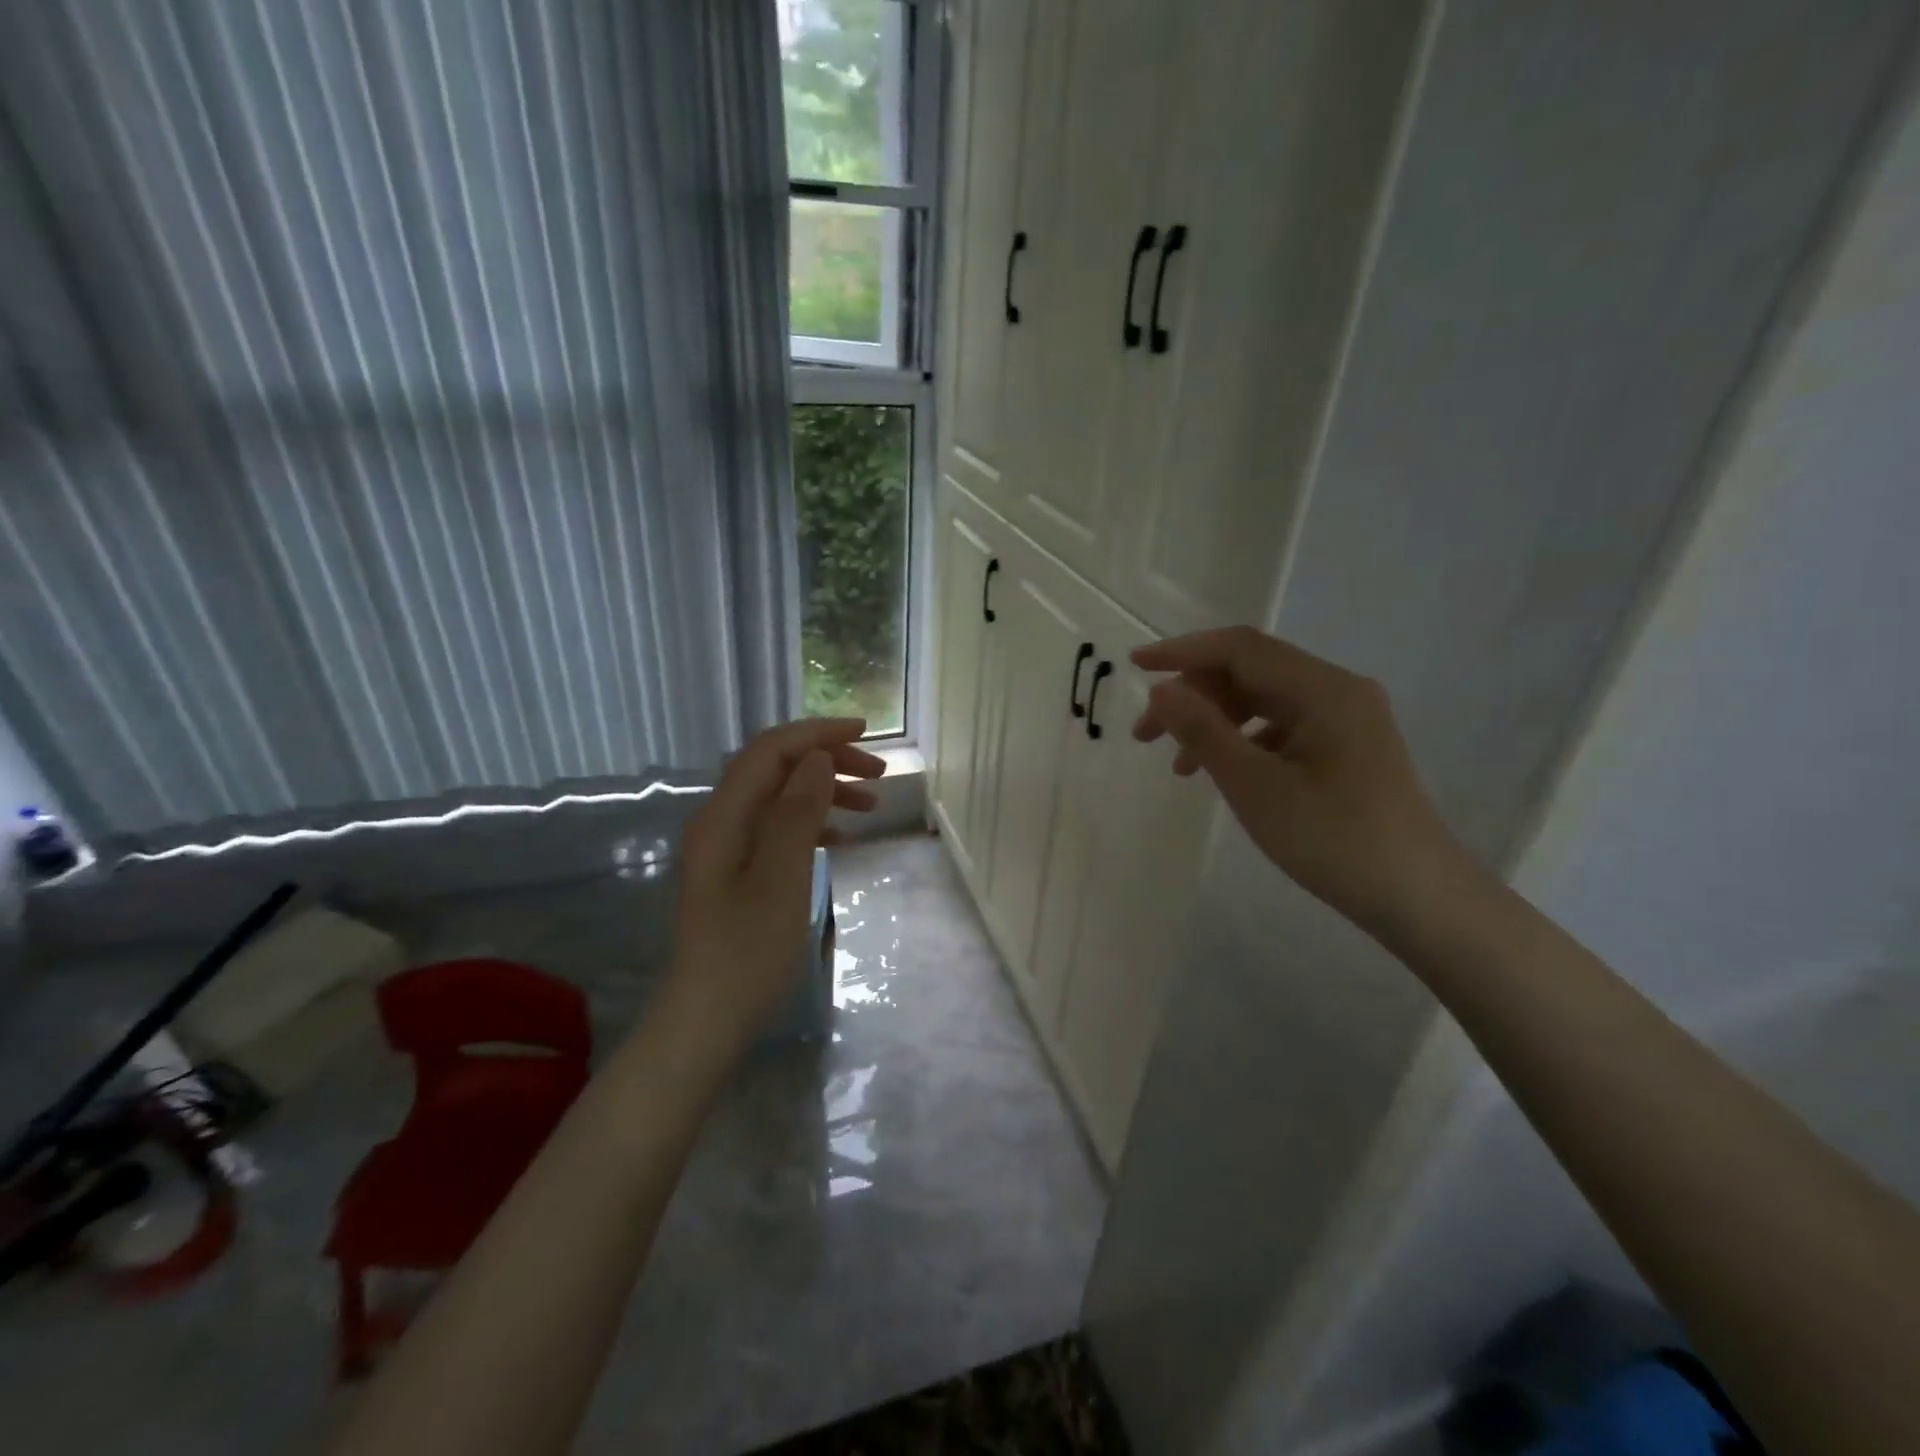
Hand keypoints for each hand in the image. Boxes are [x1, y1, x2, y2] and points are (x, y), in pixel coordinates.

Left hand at [668, 719, 884, 1042]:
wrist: (709, 1018)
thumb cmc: (748, 950)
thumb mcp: (782, 877)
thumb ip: (798, 813)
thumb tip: (818, 759)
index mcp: (724, 816)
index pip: (771, 750)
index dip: (817, 734)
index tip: (865, 733)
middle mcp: (721, 821)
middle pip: (776, 769)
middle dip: (827, 761)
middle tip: (878, 774)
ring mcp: (728, 848)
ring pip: (781, 798)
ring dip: (825, 792)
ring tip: (871, 804)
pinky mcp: (739, 872)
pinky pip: (780, 829)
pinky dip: (814, 824)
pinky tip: (844, 840)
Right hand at [1131, 627, 1468, 930]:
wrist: (1418, 897)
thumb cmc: (1332, 839)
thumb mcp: (1254, 785)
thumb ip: (1203, 731)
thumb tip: (1162, 689)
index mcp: (1321, 689)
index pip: (1239, 648)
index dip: (1182, 651)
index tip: (1133, 666)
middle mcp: (1337, 690)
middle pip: (1250, 672)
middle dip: (1192, 695)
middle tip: (1146, 736)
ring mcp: (1347, 718)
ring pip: (1263, 700)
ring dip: (1214, 721)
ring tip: (1178, 766)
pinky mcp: (1348, 746)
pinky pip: (1283, 726)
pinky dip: (1243, 741)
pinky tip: (1223, 772)